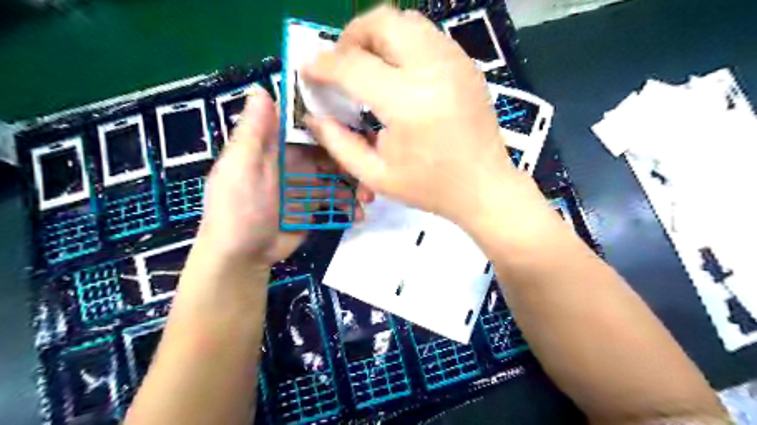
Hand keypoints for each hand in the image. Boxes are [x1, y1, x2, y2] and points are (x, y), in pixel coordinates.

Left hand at [195, 86, 360, 269]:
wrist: (243, 256)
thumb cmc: (238, 209)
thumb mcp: (241, 168)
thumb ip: (254, 132)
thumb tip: (260, 88)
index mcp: (277, 146)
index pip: (309, 125)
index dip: (332, 122)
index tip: (359, 124)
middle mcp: (296, 160)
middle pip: (331, 151)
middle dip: (352, 159)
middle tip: (370, 170)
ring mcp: (308, 184)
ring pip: (339, 175)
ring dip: (356, 184)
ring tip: (368, 198)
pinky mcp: (315, 206)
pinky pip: (338, 199)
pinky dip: (350, 205)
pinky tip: (358, 215)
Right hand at [302, 5, 520, 225]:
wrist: (483, 186)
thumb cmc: (430, 187)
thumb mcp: (377, 176)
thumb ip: (338, 144)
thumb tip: (314, 116)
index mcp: (407, 103)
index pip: (353, 65)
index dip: (323, 65)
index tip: (308, 70)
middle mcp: (433, 70)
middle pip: (383, 22)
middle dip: (352, 37)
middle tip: (343, 64)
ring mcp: (455, 63)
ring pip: (407, 22)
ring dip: (378, 36)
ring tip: (369, 66)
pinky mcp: (466, 66)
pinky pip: (427, 36)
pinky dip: (403, 44)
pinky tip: (399, 73)